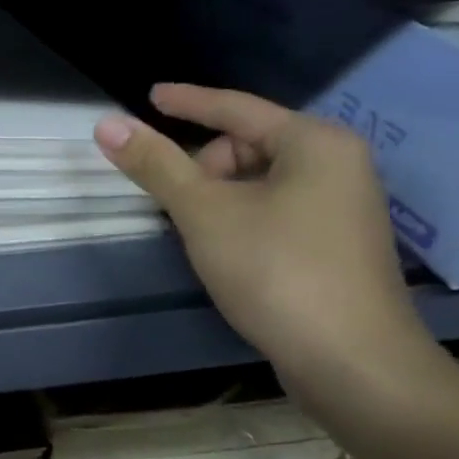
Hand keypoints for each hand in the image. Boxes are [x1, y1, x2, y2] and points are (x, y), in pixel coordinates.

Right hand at [94, 84, 430, 380]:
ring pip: (261, 180)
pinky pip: (276, 208)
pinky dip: (242, 216)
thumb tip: (107, 124)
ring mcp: (343, 206)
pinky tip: (225, 249)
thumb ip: (155, 164)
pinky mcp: (338, 244)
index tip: (149, 96)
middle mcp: (338, 164)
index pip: (236, 107)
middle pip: (249, 144)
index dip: (187, 101)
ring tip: (196, 231)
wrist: (352, 362)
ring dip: (219, 196)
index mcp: (314, 142)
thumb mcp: (203, 212)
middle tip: (177, 202)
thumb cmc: (276, 270)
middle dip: (204, 165)